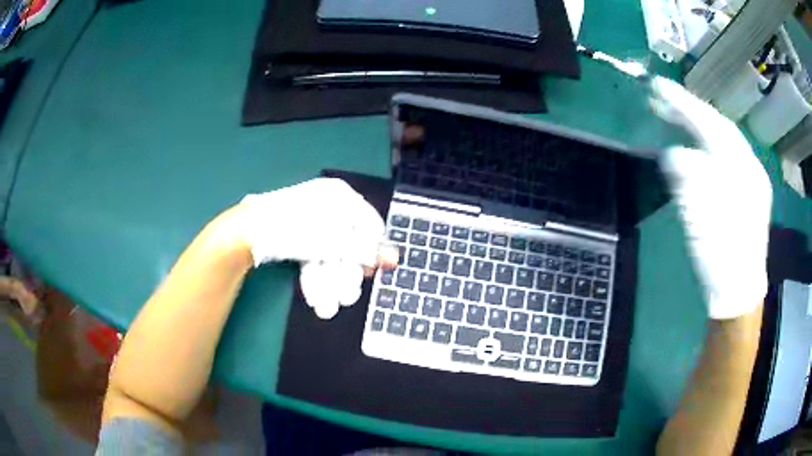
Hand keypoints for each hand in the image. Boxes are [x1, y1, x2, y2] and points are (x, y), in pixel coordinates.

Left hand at [238, 178, 397, 318]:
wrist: (246, 233)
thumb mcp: (334, 242)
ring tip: (326, 307)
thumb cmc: (293, 231)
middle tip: (346, 298)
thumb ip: (365, 250)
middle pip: (348, 244)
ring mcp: (310, 220)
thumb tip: (396, 258)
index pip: (369, 224)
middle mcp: (327, 205)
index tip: (368, 273)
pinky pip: (312, 255)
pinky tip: (313, 296)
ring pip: (329, 254)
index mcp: (339, 196)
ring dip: (329, 282)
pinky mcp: (295, 235)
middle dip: (345, 275)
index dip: (371, 251)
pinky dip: (314, 276)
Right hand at [649, 77, 771, 319]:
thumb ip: (688, 177)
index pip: (711, 124)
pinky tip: (696, 146)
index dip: (684, 103)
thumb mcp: (702, 217)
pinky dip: (708, 145)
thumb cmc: (722, 257)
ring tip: (674, 116)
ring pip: (723, 141)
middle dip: (690, 110)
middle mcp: (749, 167)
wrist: (738, 293)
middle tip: (660, 97)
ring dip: (698, 125)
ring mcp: (750, 181)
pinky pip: (725, 158)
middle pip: (719, 127)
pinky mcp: (746, 194)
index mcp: (743, 169)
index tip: (657, 86)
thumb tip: (673, 153)